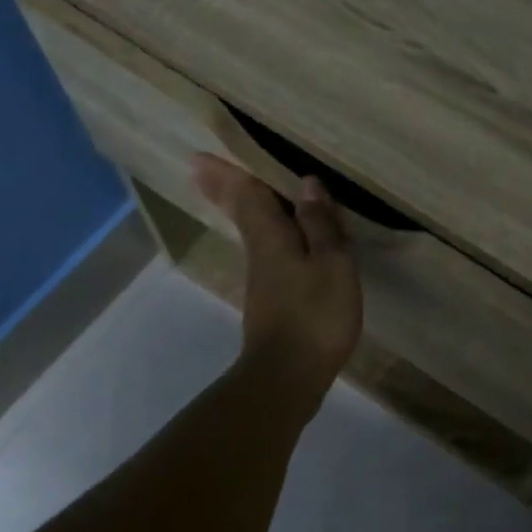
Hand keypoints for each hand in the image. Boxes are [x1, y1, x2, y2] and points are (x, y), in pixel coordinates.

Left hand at [192, 155, 361, 402]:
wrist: (288, 376)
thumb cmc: (314, 315)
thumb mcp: (331, 264)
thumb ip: (320, 225)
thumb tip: (307, 184)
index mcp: (271, 238)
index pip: (248, 195)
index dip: (229, 173)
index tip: (199, 155)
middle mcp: (259, 254)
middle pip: (241, 213)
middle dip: (223, 189)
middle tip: (200, 169)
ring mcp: (263, 281)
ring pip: (252, 233)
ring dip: (243, 210)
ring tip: (241, 193)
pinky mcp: (272, 303)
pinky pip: (267, 254)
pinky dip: (266, 236)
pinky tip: (279, 242)